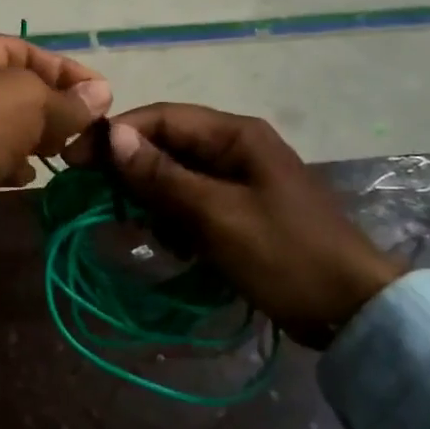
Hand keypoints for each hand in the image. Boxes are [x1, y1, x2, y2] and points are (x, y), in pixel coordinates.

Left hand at [0, 28, 111, 254]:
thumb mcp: (27, 101)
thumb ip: (66, 100)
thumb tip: (101, 93)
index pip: (30, 51)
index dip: (70, 74)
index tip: (105, 100)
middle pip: (16, 88)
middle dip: (53, 110)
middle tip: (85, 134)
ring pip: (1, 124)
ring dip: (33, 138)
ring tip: (62, 156)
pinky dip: (7, 163)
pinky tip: (25, 178)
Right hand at [67, 103, 402, 343]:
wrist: (353, 310)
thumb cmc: (285, 255)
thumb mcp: (217, 215)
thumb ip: (163, 176)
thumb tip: (113, 136)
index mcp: (236, 135)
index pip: (162, 118)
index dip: (116, 135)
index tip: (76, 159)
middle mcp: (237, 148)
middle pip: (168, 145)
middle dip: (133, 172)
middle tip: (100, 201)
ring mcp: (241, 180)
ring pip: (178, 177)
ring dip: (155, 202)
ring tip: (144, 231)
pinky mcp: (243, 211)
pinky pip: (195, 204)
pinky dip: (178, 221)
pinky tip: (177, 248)